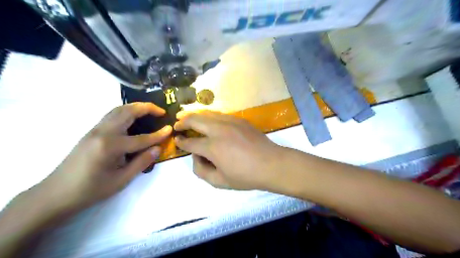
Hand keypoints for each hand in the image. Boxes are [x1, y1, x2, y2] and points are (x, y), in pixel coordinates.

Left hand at [39, 104, 171, 209]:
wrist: (56, 193)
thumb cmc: (91, 190)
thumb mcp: (121, 180)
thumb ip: (142, 162)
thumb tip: (158, 148)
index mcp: (111, 146)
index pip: (142, 138)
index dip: (158, 135)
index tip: (170, 129)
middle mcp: (103, 132)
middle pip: (128, 112)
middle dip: (147, 108)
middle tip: (161, 111)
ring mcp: (95, 129)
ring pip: (118, 110)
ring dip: (136, 107)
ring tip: (150, 111)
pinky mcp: (91, 131)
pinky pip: (111, 115)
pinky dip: (125, 111)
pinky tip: (132, 118)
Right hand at [174, 110, 281, 189]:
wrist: (271, 164)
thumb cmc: (246, 176)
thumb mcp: (220, 182)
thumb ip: (202, 171)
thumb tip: (196, 157)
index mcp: (213, 147)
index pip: (191, 142)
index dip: (181, 142)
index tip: (177, 140)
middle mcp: (219, 130)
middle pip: (195, 120)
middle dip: (183, 121)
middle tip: (176, 123)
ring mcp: (230, 122)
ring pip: (207, 113)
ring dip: (195, 114)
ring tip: (186, 115)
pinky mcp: (239, 120)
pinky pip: (220, 114)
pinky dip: (209, 115)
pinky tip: (208, 119)